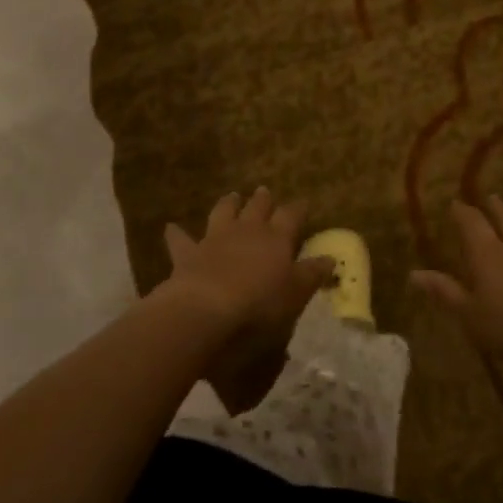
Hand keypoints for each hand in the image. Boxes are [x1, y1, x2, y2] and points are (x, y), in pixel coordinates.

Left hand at [161, 188, 334, 412]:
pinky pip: (181, 240)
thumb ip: (311, 275)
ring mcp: (215, 239)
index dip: (298, 210)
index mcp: (276, 240)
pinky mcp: (188, 254)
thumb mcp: (295, 295)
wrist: (206, 311)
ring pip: (223, 212)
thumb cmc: (259, 307)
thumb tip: (330, 258)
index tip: (303, 204)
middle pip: (258, 207)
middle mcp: (246, 231)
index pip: (291, 217)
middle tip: (265, 191)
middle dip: (263, 200)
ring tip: (232, 196)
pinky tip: (171, 227)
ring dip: (228, 204)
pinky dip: (177, 233)